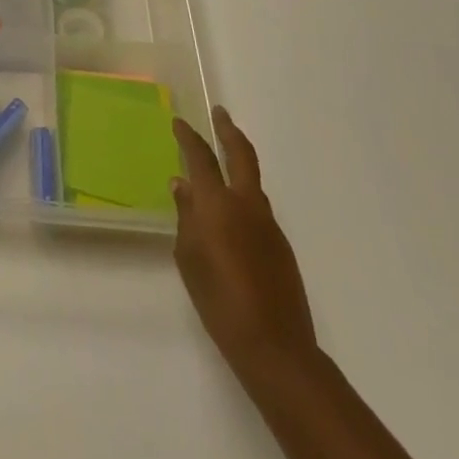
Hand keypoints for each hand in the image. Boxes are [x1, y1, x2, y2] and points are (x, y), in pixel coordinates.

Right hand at [172, 106, 316, 376]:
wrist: (275, 345)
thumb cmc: (219, 301)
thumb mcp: (189, 258)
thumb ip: (186, 217)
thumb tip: (182, 186)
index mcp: (218, 204)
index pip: (201, 158)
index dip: (188, 137)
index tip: (178, 122)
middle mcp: (246, 204)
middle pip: (241, 154)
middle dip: (228, 130)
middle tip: (220, 113)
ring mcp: (268, 223)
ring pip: (252, 181)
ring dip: (238, 163)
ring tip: (220, 163)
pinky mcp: (280, 244)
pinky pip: (257, 207)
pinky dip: (242, 197)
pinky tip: (230, 216)